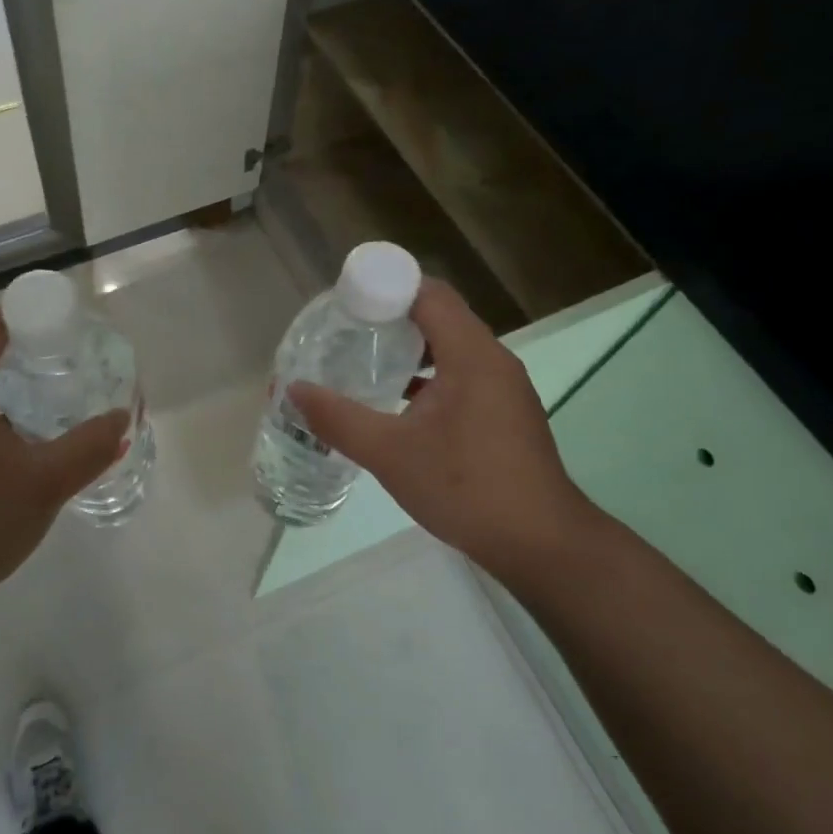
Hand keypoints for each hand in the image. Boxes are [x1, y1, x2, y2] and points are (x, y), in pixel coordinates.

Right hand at [289, 279, 601, 580]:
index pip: (429, 293)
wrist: (539, 544)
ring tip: (363, 363)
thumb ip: (338, 418)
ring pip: (449, 348)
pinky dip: (427, 378)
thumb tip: (293, 390)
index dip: (385, 288)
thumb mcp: (389, 453)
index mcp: (472, 355)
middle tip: (344, 333)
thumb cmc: (465, 487)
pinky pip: (460, 376)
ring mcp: (502, 389)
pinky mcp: (503, 414)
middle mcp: (492, 361)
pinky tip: (396, 403)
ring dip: (409, 350)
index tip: (344, 303)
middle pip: (438, 316)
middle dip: (390, 318)